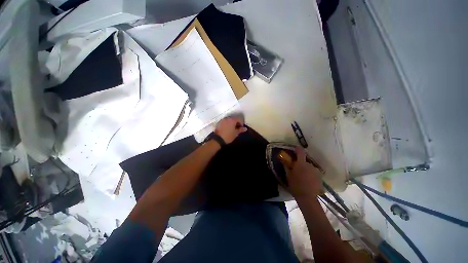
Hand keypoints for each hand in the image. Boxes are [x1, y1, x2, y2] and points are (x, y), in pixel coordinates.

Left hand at [214, 116, 247, 143]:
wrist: (217, 139)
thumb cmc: (228, 136)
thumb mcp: (236, 133)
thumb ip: (240, 130)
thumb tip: (245, 128)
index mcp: (232, 120)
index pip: (239, 118)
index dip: (241, 122)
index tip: (241, 127)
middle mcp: (227, 118)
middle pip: (234, 118)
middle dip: (236, 122)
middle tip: (237, 128)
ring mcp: (222, 120)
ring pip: (229, 119)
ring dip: (232, 123)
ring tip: (232, 128)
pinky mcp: (219, 123)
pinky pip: (225, 121)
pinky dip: (227, 124)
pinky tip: (227, 129)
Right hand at [281, 147, 322, 198]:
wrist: (307, 197)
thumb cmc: (295, 185)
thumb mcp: (288, 175)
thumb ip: (287, 166)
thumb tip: (284, 160)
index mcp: (301, 164)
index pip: (300, 152)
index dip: (298, 149)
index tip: (295, 148)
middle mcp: (310, 165)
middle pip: (305, 161)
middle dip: (301, 164)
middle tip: (297, 170)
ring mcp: (316, 171)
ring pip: (310, 167)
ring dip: (306, 169)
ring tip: (303, 177)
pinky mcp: (320, 177)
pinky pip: (314, 172)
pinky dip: (311, 174)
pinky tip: (308, 181)